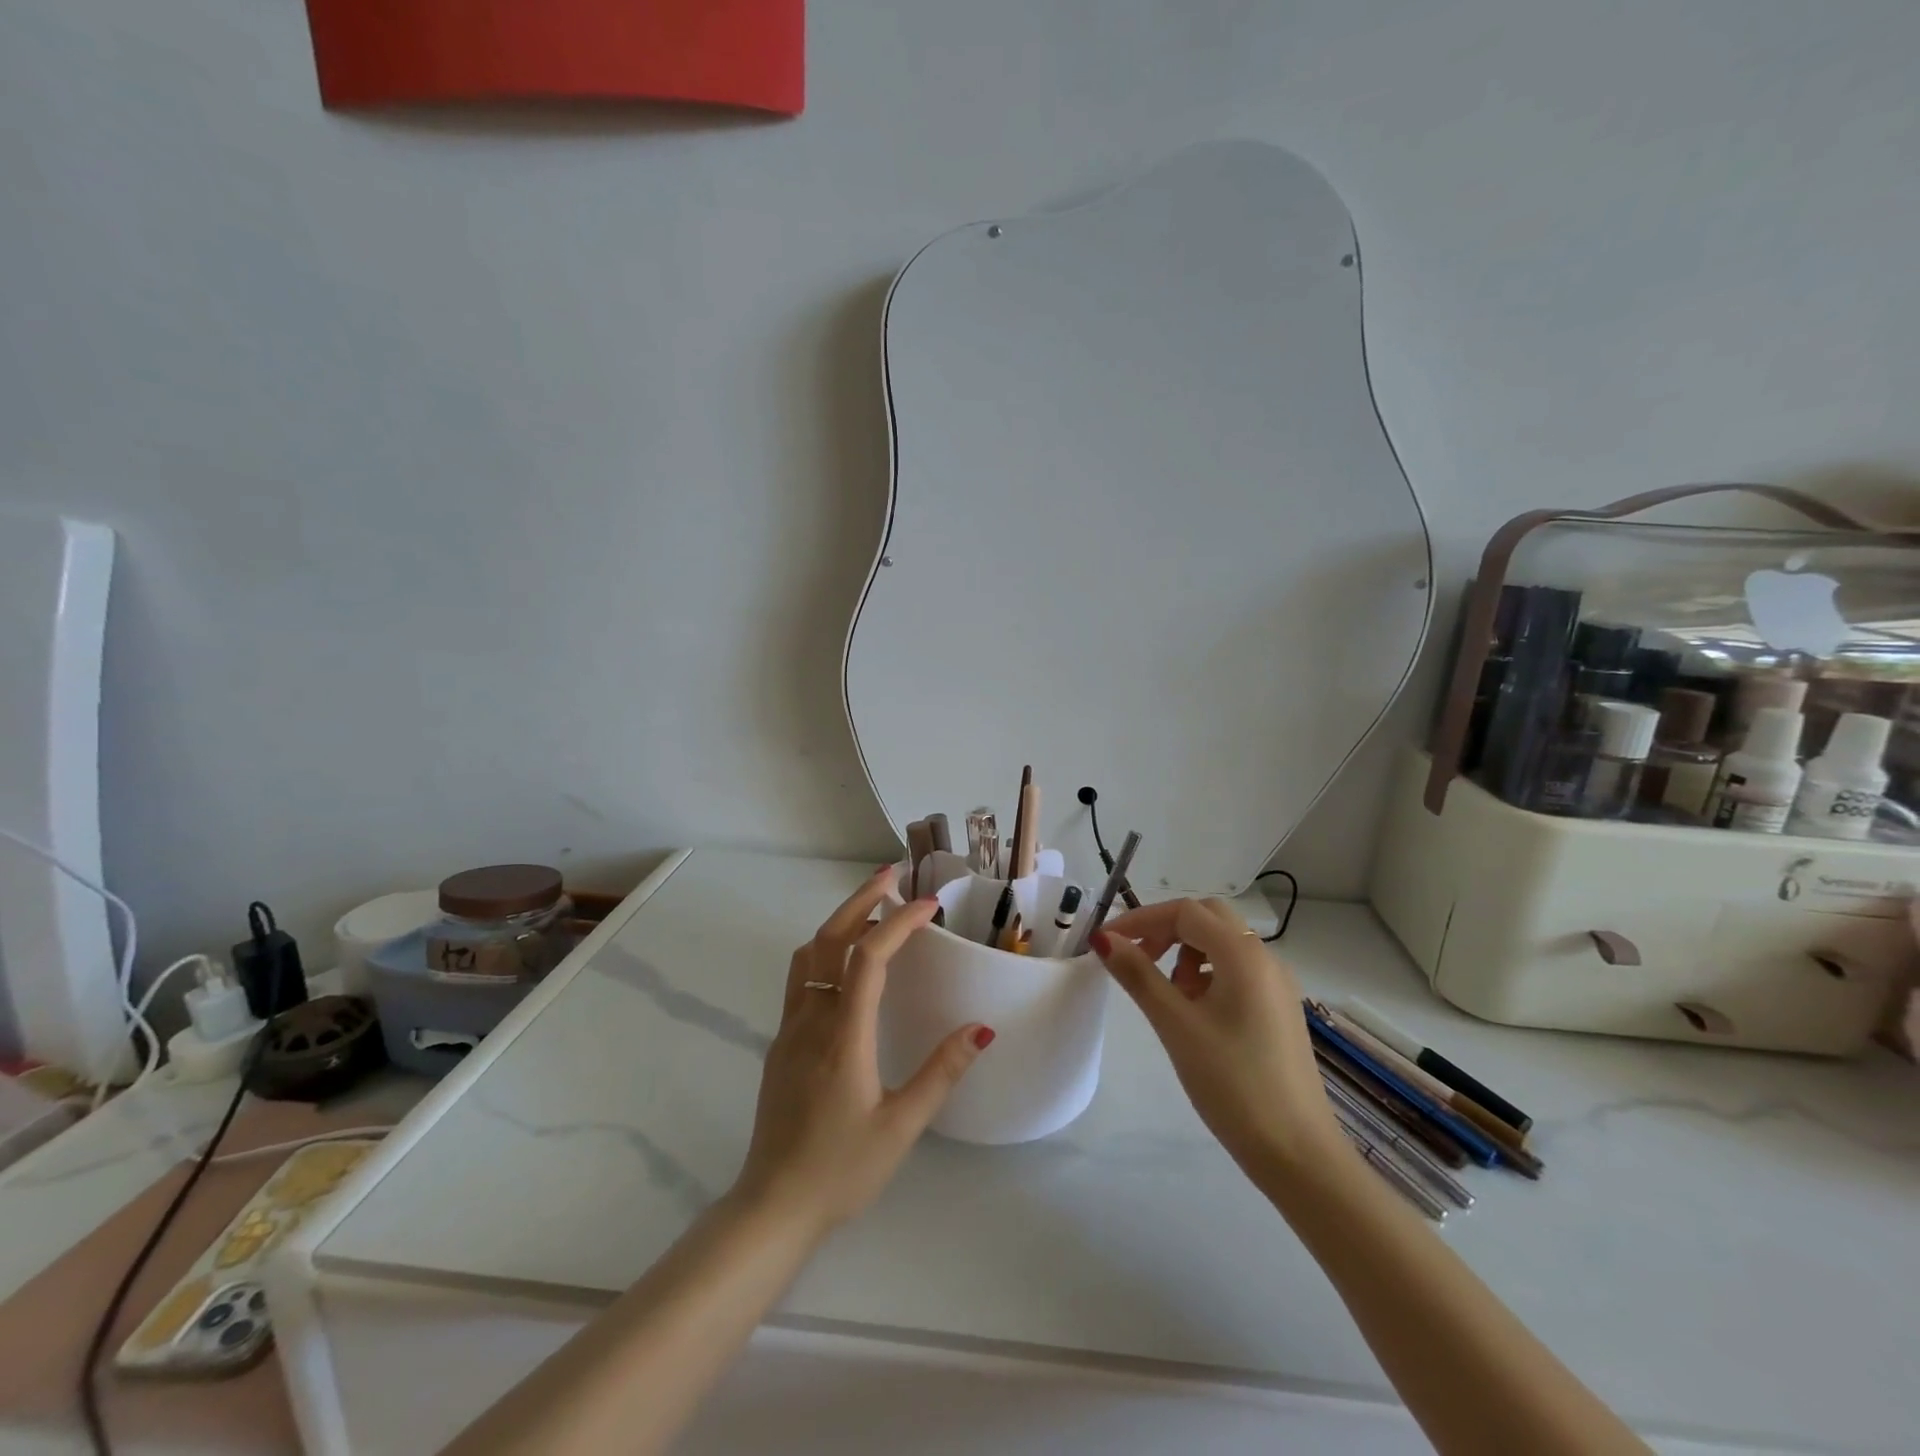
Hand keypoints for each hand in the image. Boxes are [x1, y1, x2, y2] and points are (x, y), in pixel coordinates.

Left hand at [730, 867, 993, 1238]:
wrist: (772, 1207)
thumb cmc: (842, 1170)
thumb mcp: (902, 1127)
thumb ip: (941, 1073)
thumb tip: (980, 1028)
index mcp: (843, 1036)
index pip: (868, 958)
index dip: (899, 923)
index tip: (929, 905)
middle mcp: (811, 1020)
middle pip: (829, 939)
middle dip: (861, 900)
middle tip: (892, 875)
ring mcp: (790, 1029)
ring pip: (809, 954)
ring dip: (839, 921)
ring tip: (873, 910)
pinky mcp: (781, 1043)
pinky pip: (801, 978)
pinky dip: (825, 951)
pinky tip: (846, 964)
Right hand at [1091, 898, 1338, 1176]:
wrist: (1297, 1153)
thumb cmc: (1231, 1082)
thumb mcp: (1175, 1024)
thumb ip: (1138, 975)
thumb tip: (1103, 939)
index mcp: (1243, 954)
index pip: (1184, 912)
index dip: (1140, 919)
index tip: (1106, 943)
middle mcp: (1266, 958)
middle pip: (1207, 918)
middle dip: (1166, 929)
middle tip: (1137, 959)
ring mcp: (1277, 984)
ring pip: (1223, 943)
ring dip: (1187, 951)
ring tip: (1168, 994)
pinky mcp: (1279, 1008)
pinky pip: (1238, 969)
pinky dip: (1208, 973)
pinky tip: (1195, 1012)